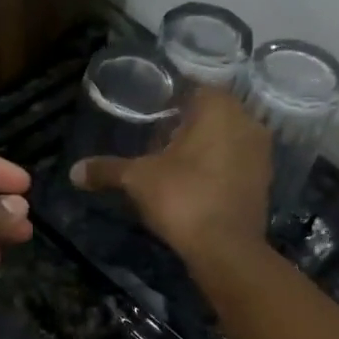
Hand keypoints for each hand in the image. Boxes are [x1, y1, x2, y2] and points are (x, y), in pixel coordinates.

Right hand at [71, 87, 270, 258]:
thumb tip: (74, 171)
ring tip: (175, 165)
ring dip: (205, 147)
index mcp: (219, 108)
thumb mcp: (137, 180)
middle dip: (187, 125)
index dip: (171, 101)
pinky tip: (196, 185)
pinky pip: (237, 163)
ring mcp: (261, 153)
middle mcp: (247, 122)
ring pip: (227, 139)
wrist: (226, 249)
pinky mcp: (264, 181)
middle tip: (158, 142)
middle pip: (212, 114)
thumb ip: (107, 169)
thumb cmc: (182, 198)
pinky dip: (219, 168)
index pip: (195, 89)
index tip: (150, 117)